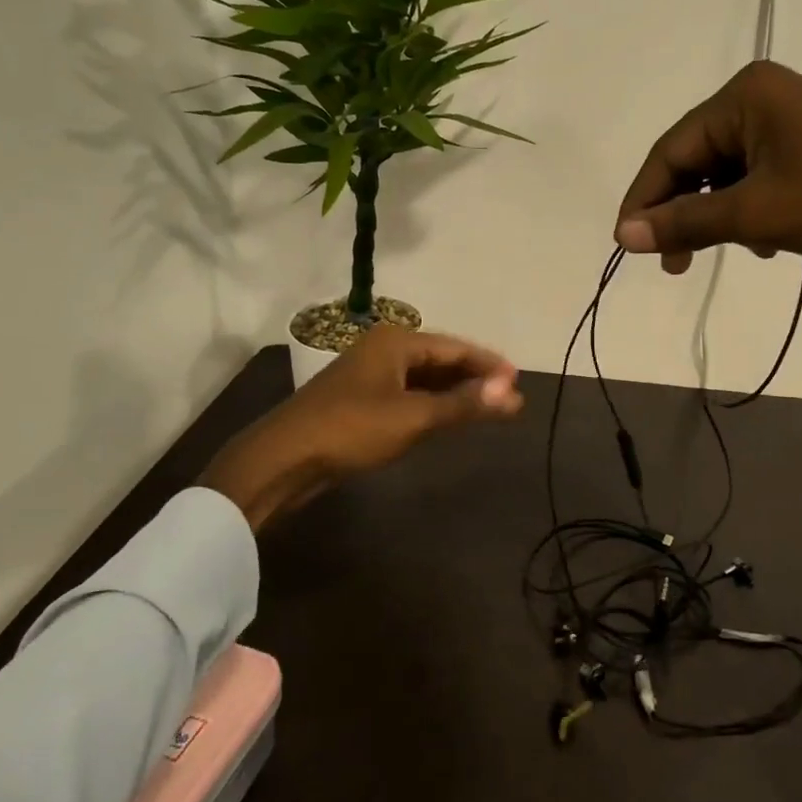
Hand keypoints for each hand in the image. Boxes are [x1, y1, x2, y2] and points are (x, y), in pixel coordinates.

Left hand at [202, 326, 523, 530]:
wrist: (283, 459)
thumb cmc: (352, 429)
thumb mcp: (415, 417)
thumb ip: (465, 404)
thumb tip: (514, 394)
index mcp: (396, 341)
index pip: (456, 347)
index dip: (489, 364)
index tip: (518, 380)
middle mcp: (383, 349)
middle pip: (440, 360)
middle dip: (473, 378)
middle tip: (507, 397)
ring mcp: (368, 375)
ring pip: (423, 379)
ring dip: (453, 393)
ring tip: (485, 408)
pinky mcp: (359, 401)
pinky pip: (407, 395)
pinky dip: (430, 404)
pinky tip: (445, 419)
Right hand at [613, 60, 801, 382]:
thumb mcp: (757, 215)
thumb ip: (686, 222)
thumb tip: (622, 234)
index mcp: (744, 96)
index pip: (671, 150)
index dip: (644, 200)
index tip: (627, 245)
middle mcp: (761, 98)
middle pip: (696, 161)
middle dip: (684, 214)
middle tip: (674, 265)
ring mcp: (789, 122)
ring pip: (726, 175)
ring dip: (718, 218)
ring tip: (731, 255)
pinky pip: (757, 179)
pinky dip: (750, 213)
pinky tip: (767, 244)